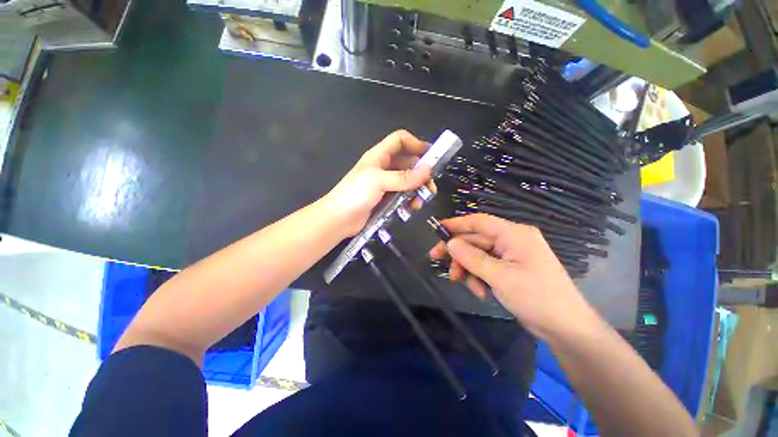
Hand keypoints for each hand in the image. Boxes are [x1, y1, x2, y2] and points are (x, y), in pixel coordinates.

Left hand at [322, 130, 432, 235]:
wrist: (338, 219)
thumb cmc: (355, 194)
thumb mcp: (379, 181)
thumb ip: (404, 177)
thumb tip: (428, 170)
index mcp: (379, 156)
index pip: (400, 140)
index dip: (416, 143)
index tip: (431, 156)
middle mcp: (384, 167)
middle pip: (408, 163)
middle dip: (421, 173)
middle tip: (429, 187)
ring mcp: (385, 184)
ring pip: (407, 182)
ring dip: (416, 190)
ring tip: (419, 202)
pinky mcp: (385, 199)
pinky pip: (403, 196)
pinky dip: (409, 201)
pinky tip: (410, 209)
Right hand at [429, 213, 598, 340]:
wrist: (566, 329)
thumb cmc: (537, 298)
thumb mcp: (500, 277)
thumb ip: (472, 258)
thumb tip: (450, 243)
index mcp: (514, 234)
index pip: (479, 222)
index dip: (456, 223)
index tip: (437, 229)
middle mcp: (512, 240)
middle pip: (476, 239)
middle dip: (457, 252)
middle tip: (436, 259)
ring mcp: (511, 255)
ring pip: (478, 254)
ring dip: (467, 268)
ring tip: (463, 284)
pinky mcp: (509, 268)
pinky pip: (485, 266)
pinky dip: (478, 276)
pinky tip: (479, 291)